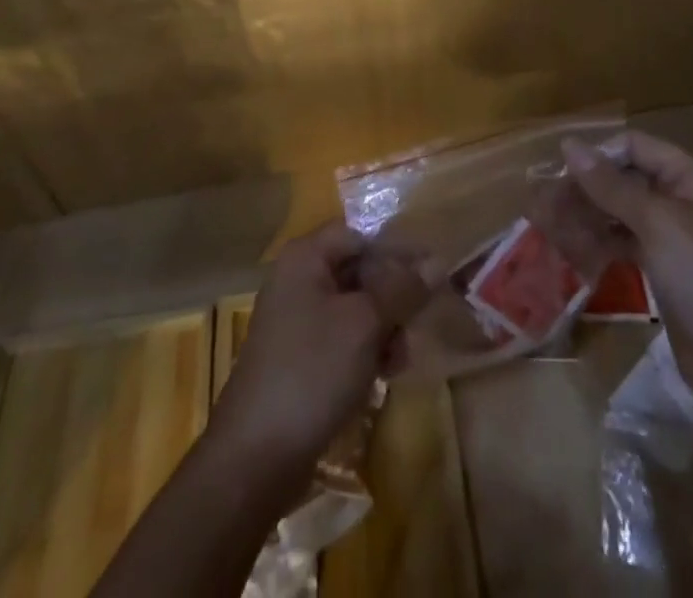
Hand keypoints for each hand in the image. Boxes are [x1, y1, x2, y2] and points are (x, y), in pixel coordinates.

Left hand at [207, 221, 428, 487]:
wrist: (255, 457)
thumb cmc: (312, 372)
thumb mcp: (365, 324)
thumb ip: (402, 289)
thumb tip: (437, 261)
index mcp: (306, 257)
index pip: (361, 235)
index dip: (398, 251)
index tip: (434, 274)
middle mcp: (298, 279)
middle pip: (360, 270)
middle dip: (394, 296)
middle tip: (420, 323)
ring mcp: (296, 319)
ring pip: (356, 307)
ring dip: (385, 327)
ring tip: (401, 359)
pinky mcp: (300, 357)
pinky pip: (343, 337)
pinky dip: (366, 349)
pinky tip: (384, 374)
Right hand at [560, 132, 692, 407]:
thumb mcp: (657, 224)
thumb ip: (611, 185)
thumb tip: (570, 145)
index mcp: (692, 179)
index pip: (636, 147)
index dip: (598, 154)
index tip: (559, 171)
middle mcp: (684, 202)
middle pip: (626, 179)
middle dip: (587, 188)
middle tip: (546, 204)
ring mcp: (676, 240)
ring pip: (623, 214)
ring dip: (589, 216)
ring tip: (552, 227)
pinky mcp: (667, 273)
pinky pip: (627, 245)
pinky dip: (602, 244)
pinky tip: (576, 251)